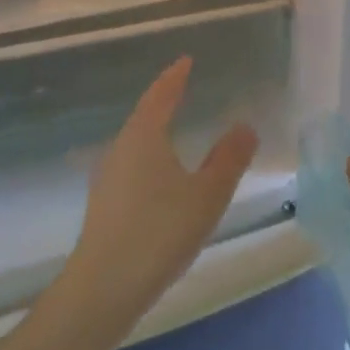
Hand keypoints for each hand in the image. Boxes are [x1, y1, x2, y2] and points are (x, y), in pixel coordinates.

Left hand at [60, 57, 257, 329]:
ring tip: (178, 126)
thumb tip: (245, 126)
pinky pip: (133, 164)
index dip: (174, 77)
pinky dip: (151, 155)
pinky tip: (163, 174)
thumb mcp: (207, 194)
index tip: (186, 60)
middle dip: (164, 100)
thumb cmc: (160, 232)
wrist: (104, 289)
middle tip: (185, 88)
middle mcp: (121, 150)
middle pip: (144, 115)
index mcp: (144, 137)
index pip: (160, 95)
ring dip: (156, 129)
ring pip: (137, 142)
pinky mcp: (105, 204)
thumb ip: (229, 159)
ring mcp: (108, 178)